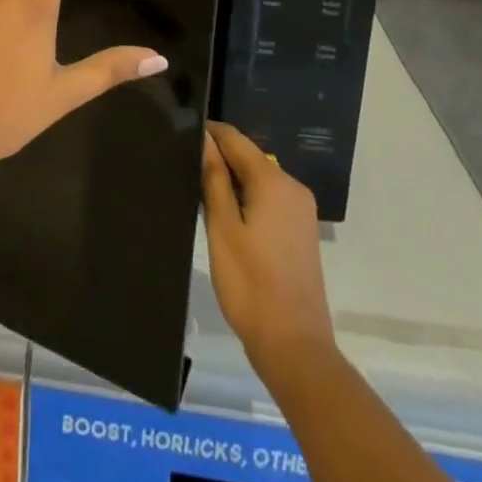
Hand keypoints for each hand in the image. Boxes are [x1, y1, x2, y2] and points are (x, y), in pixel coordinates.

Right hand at [202, 122, 333, 375]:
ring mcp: (301, 210)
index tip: (179, 136)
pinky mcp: (301, 231)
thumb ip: (214, 178)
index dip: (207, 133)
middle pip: (248, 156)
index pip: (235, 138)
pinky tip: (226, 216)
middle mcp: (292, 187)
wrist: (295, 348)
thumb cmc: (250, 285)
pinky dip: (247, 198)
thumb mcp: (222, 228)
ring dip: (232, 180)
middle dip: (219, 158)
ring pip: (258, 178)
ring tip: (199, 191)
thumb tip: (204, 139)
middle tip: (185, 169)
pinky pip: (269, 198)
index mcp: (273, 181)